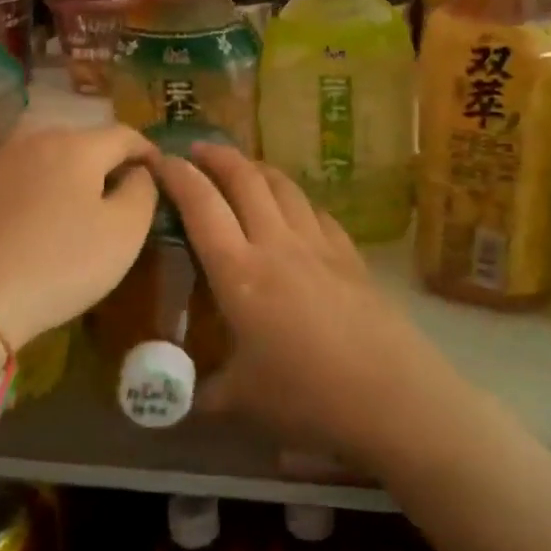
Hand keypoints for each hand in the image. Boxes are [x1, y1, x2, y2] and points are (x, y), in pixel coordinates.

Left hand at [0, 124, 157, 349]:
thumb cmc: (59, 264)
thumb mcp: (124, 233)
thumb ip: (143, 192)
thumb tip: (138, 173)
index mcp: (77, 145)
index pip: (124, 134)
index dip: (147, 151)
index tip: (160, 173)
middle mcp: (33, 139)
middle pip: (82, 142)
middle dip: (105, 162)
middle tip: (119, 194)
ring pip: (44, 156)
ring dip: (66, 174)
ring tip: (74, 205)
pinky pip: (14, 176)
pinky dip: (32, 188)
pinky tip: (32, 217)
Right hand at [154, 144, 428, 460]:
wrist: (390, 394)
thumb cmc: (306, 396)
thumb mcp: (242, 401)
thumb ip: (203, 393)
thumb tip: (174, 401)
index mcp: (239, 272)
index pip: (201, 206)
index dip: (178, 176)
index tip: (160, 159)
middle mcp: (276, 244)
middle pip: (245, 180)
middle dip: (217, 156)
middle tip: (198, 150)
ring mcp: (318, 245)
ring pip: (284, 187)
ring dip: (258, 169)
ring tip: (244, 169)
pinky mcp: (350, 255)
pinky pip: (318, 212)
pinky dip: (297, 200)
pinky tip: (296, 209)